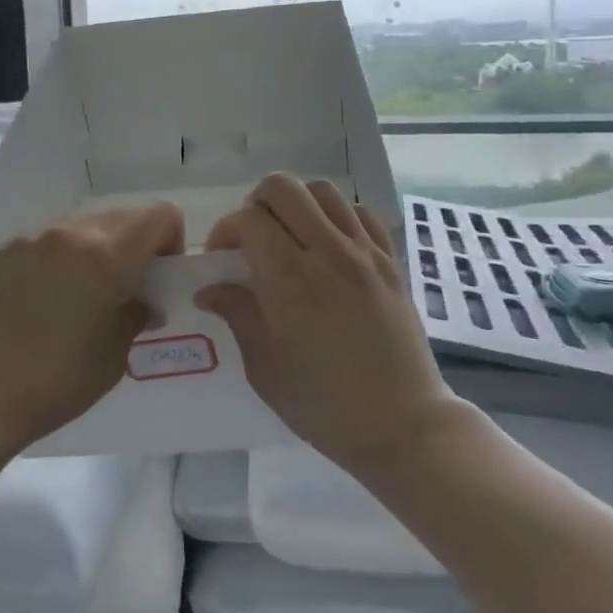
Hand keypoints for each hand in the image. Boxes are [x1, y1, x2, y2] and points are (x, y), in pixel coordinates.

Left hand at [0, 202, 184, 458]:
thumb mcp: (113, 356)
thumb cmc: (53, 383)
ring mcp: (25, 240)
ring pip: (78, 225)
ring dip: (93, 249)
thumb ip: (136, 315)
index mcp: (104, 254)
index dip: (171, 241)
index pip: (159, 215)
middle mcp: (66, 233)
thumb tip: (143, 302)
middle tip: (125, 287)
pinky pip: (39, 244)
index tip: (159, 278)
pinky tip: (37, 303)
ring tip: (80, 294)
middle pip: (120, 215)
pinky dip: (54, 261)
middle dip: (134, 244)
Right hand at [198, 174, 463, 475]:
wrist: (402, 424)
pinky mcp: (391, 260)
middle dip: (257, 203)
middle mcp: (328, 253)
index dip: (226, 231)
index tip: (222, 259)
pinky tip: (330, 246)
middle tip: (253, 239)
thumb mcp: (265, 369)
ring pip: (323, 191)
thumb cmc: (324, 406)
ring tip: (290, 238)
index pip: (249, 219)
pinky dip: (337, 216)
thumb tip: (209, 289)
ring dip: (297, 205)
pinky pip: (361, 213)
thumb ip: (237, 316)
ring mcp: (366, 253)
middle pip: (284, 187)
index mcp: (290, 281)